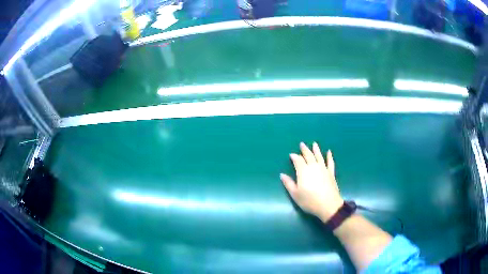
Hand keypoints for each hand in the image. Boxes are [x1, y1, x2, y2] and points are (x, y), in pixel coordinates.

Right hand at [280, 142, 343, 221]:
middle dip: (304, 149)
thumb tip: (282, 175)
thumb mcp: (295, 194)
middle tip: (302, 144)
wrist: (328, 205)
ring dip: (316, 150)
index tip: (291, 155)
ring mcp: (323, 169)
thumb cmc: (309, 201)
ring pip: (319, 156)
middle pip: (308, 155)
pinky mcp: (331, 173)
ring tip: (314, 144)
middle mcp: (313, 167)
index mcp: (303, 171)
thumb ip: (288, 183)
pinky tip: (329, 152)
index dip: (294, 156)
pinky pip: (330, 162)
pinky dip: (329, 157)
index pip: (298, 160)